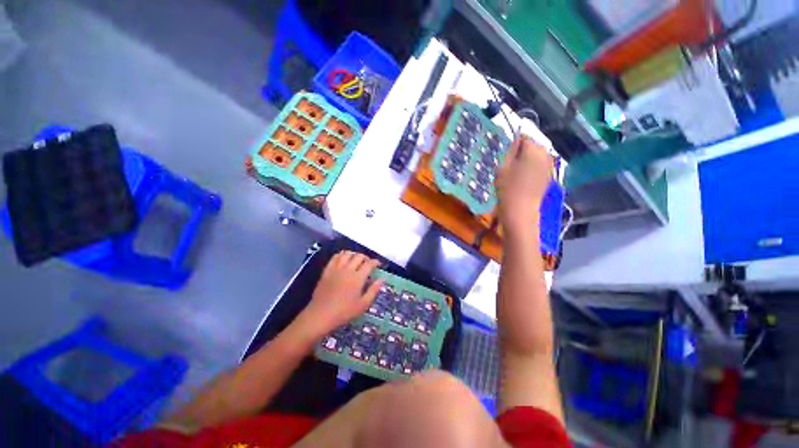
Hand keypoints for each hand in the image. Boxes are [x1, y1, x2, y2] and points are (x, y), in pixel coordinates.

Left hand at [294, 251, 382, 340]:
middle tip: (368, 263)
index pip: (369, 263)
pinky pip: (335, 257)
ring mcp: (336, 269)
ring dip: (354, 254)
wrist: (320, 315)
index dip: (375, 262)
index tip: (378, 264)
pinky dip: (341, 255)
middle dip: (366, 258)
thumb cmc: (344, 312)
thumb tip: (382, 279)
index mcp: (358, 278)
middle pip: (359, 256)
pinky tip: (344, 259)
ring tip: (356, 260)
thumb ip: (373, 290)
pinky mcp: (327, 271)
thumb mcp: (363, 305)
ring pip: (347, 254)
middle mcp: (347, 270)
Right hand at [496, 136, 552, 237]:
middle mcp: (545, 155)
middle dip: (525, 149)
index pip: (525, 137)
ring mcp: (549, 166)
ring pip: (539, 154)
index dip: (516, 141)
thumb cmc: (507, 189)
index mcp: (532, 150)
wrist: (520, 211)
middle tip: (511, 160)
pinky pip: (542, 164)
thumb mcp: (502, 168)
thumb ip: (511, 151)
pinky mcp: (549, 176)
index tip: (507, 151)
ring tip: (517, 167)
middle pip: (535, 145)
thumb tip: (517, 141)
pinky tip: (524, 175)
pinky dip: (534, 165)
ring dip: (530, 157)